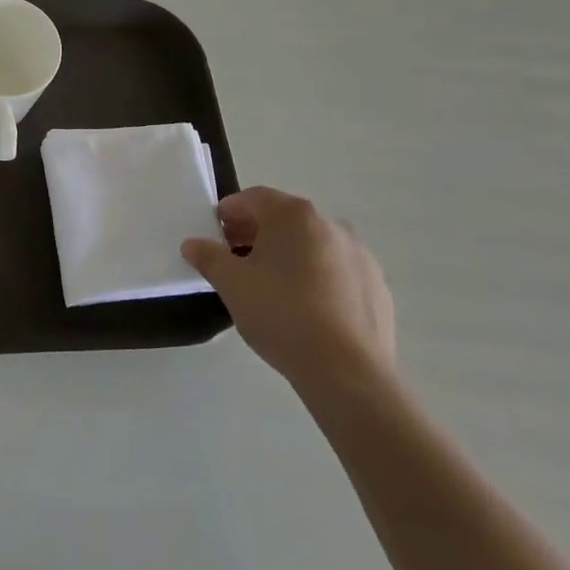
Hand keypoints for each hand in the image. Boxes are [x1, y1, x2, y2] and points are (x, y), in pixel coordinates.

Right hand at [182, 188, 394, 397]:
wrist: (347, 371)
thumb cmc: (281, 314)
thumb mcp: (231, 284)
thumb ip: (209, 257)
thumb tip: (192, 244)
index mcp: (294, 215)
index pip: (254, 198)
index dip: (230, 212)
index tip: (215, 234)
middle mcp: (331, 225)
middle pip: (285, 220)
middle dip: (256, 234)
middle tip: (235, 260)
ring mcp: (360, 256)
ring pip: (313, 245)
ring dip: (288, 255)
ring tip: (270, 287)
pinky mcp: (377, 287)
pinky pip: (337, 272)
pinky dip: (317, 278)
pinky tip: (305, 309)